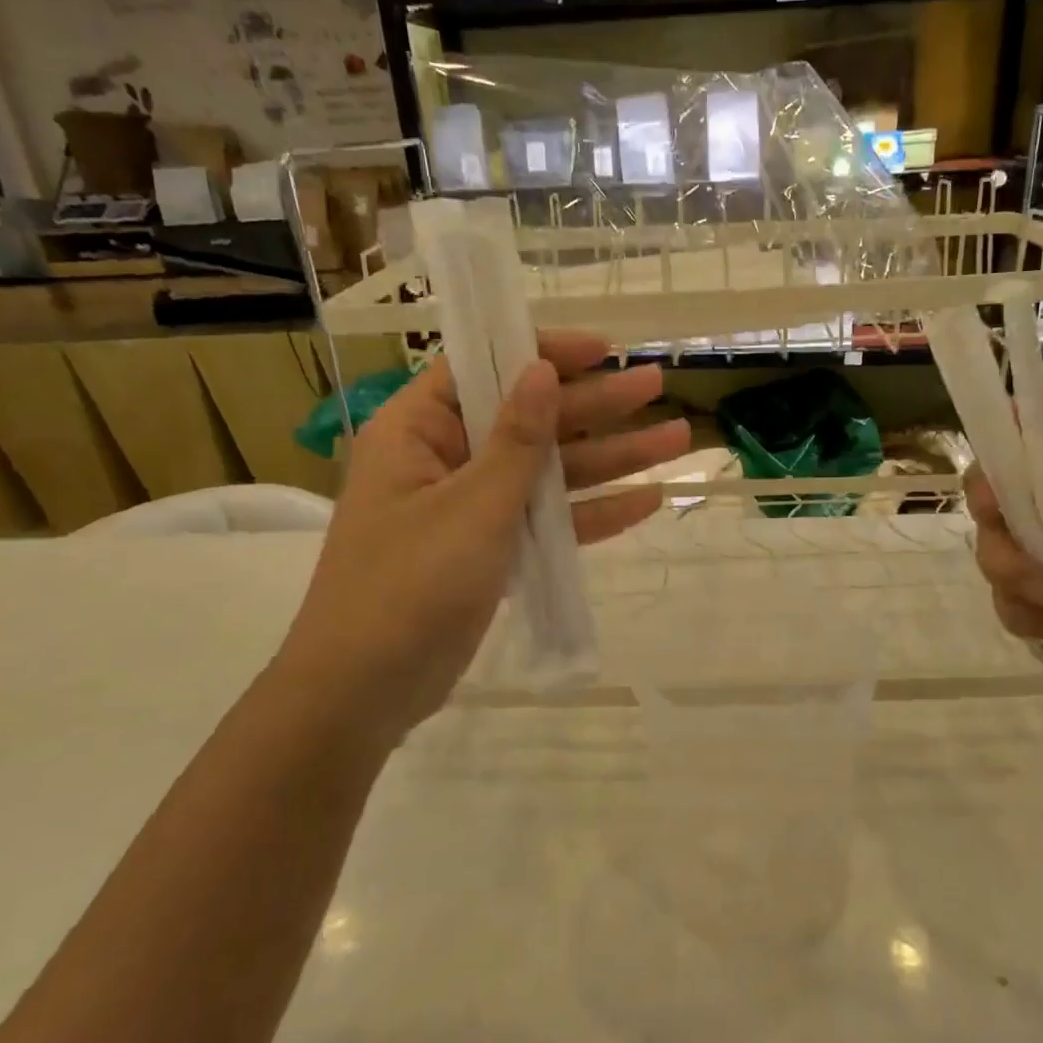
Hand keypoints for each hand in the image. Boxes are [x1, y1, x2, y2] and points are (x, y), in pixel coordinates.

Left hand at [274, 331, 687, 739]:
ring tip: (677, 441)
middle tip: (657, 385)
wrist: (365, 693)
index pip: (483, 368)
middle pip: (531, 419)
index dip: (544, 354)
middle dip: (598, 407)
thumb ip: (516, 439)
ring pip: (549, 472)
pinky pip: (547, 520)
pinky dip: (592, 514)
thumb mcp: (472, 506)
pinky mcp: (491, 551)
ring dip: (611, 460)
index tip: (604, 349)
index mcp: (418, 430)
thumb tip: (540, 370)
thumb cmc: (408, 585)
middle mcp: (445, 459)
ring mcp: (471, 508)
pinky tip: (646, 502)